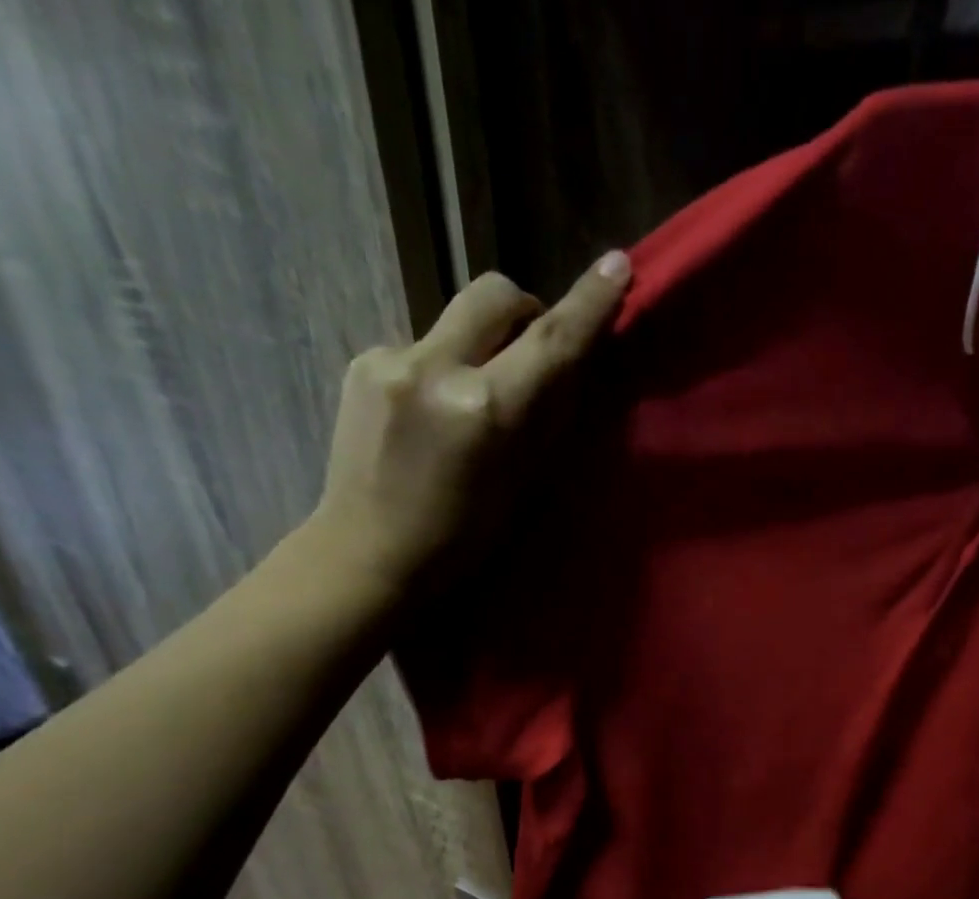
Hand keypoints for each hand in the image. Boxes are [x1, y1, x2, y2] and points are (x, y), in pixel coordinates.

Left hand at [311, 252, 631, 590]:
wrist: (368, 552)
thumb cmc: (461, 539)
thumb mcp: (521, 485)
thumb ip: (545, 417)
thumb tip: (567, 367)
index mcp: (485, 411)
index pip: (550, 342)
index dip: (588, 303)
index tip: (615, 266)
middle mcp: (437, 369)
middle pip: (495, 293)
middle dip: (524, 310)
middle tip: (531, 350)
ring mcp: (391, 359)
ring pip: (456, 322)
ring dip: (478, 347)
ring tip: (467, 406)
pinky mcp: (362, 362)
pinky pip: (421, 345)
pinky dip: (439, 368)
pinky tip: (427, 416)